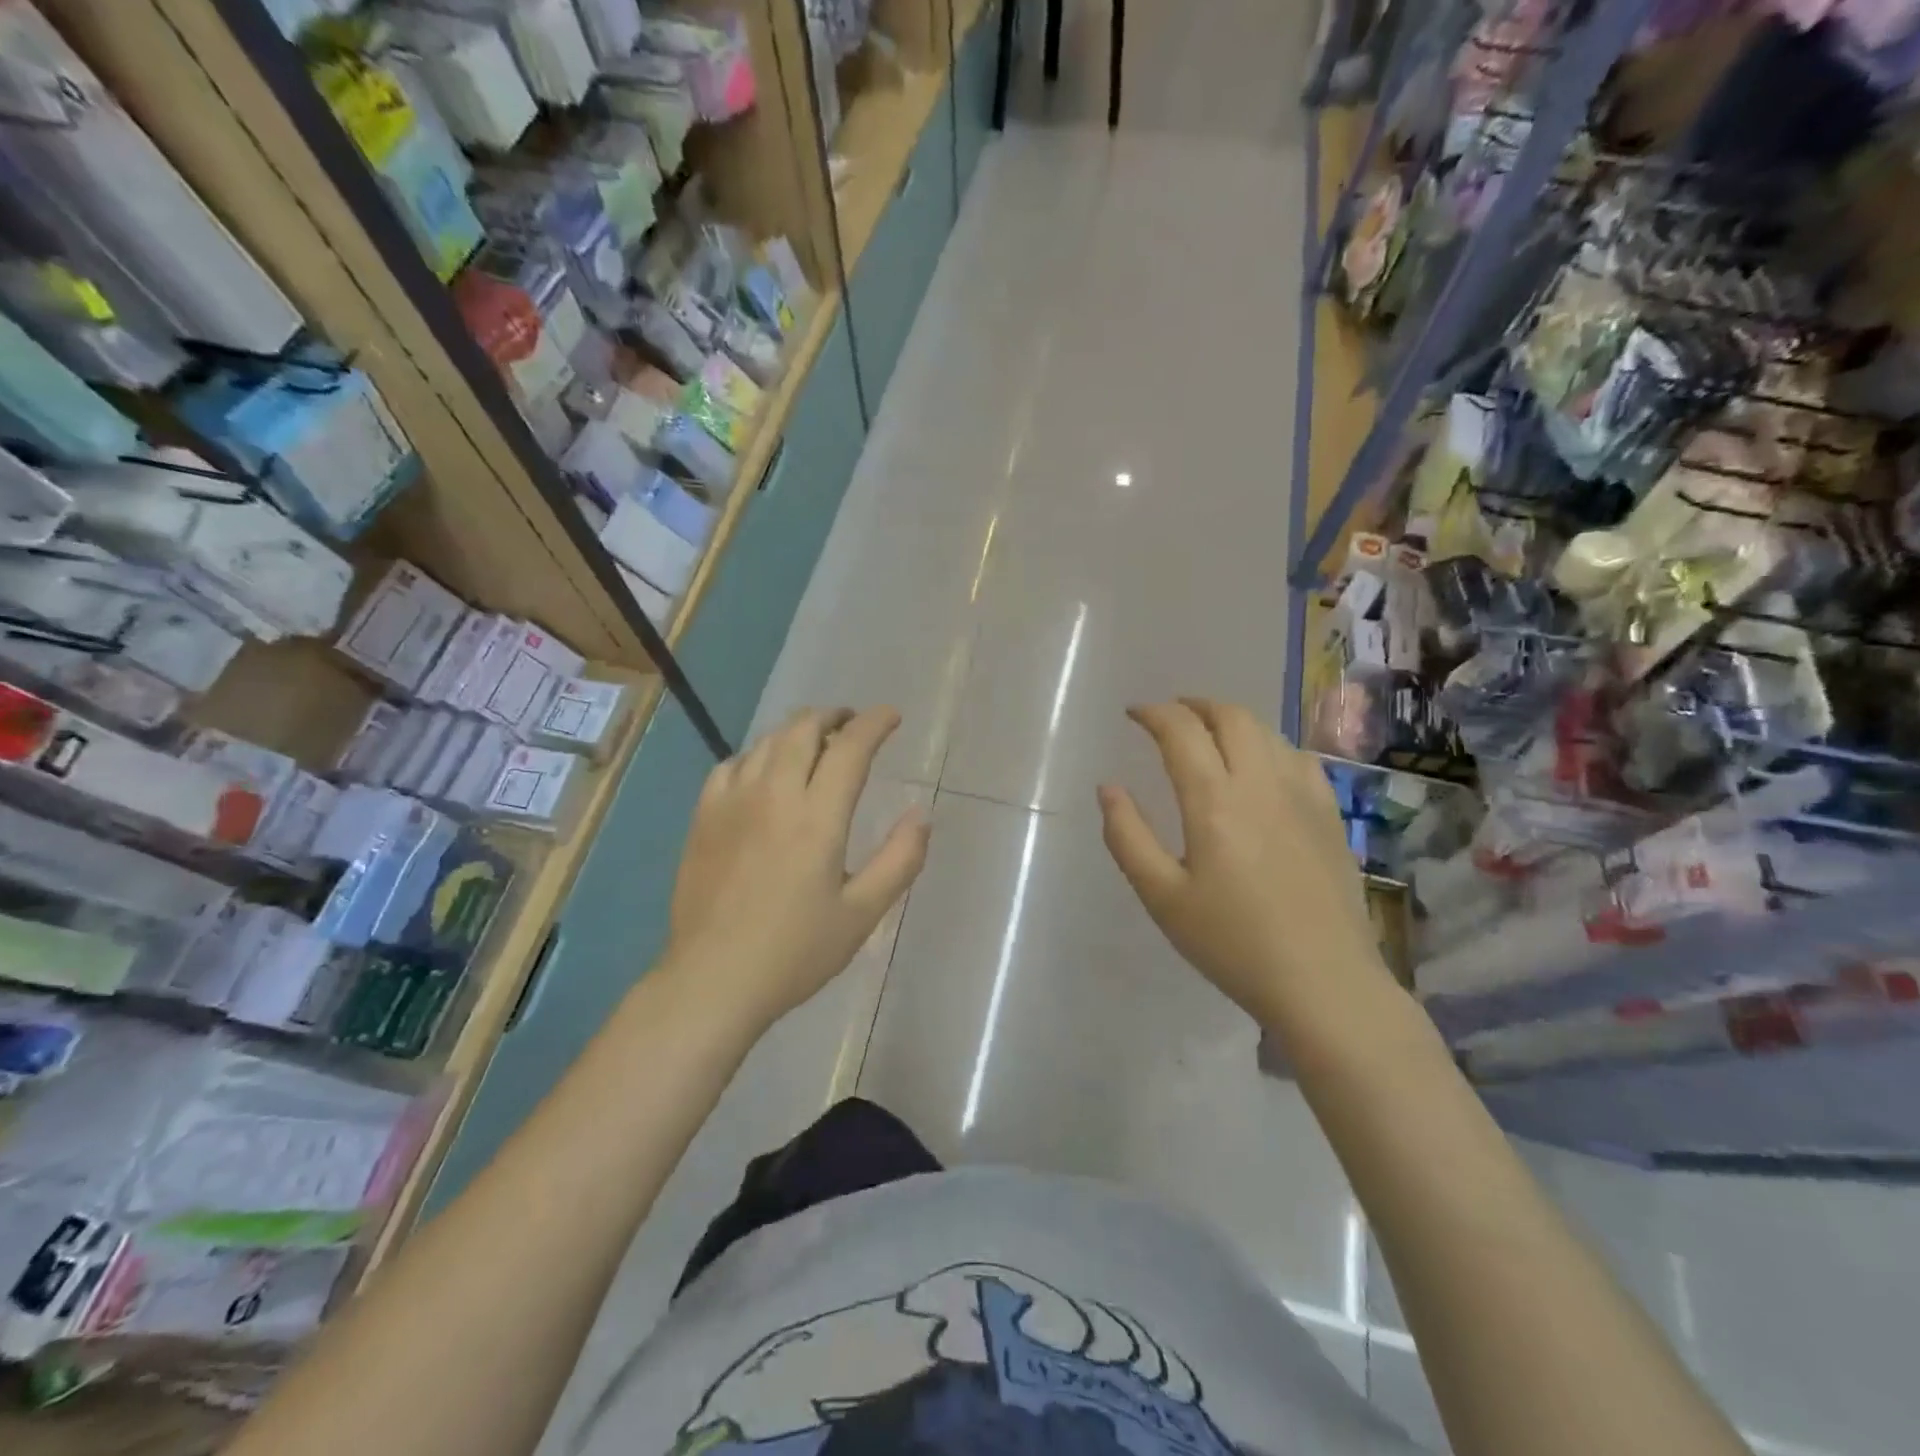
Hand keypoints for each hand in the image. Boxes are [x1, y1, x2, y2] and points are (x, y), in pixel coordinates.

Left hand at [665, 707, 929, 1030]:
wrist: (712, 980)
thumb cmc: (795, 952)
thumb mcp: (863, 914)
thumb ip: (900, 859)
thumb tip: (921, 814)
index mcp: (816, 817)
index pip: (849, 747)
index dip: (874, 723)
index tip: (891, 717)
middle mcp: (773, 795)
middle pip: (803, 729)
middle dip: (834, 717)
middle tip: (853, 725)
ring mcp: (732, 802)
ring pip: (767, 742)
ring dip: (798, 731)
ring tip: (816, 743)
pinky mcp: (703, 817)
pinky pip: (731, 764)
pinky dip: (758, 755)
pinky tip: (764, 772)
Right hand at [1099, 699, 1393, 1035]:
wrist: (1324, 983)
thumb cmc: (1232, 943)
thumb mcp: (1162, 896)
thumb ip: (1127, 836)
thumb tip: (1107, 788)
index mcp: (1214, 801)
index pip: (1181, 731)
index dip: (1154, 713)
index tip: (1133, 714)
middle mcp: (1261, 783)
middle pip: (1230, 717)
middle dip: (1194, 705)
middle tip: (1170, 715)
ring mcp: (1303, 796)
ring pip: (1267, 731)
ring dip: (1231, 720)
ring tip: (1209, 734)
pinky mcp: (1329, 815)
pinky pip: (1299, 757)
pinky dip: (1270, 744)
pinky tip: (1263, 765)